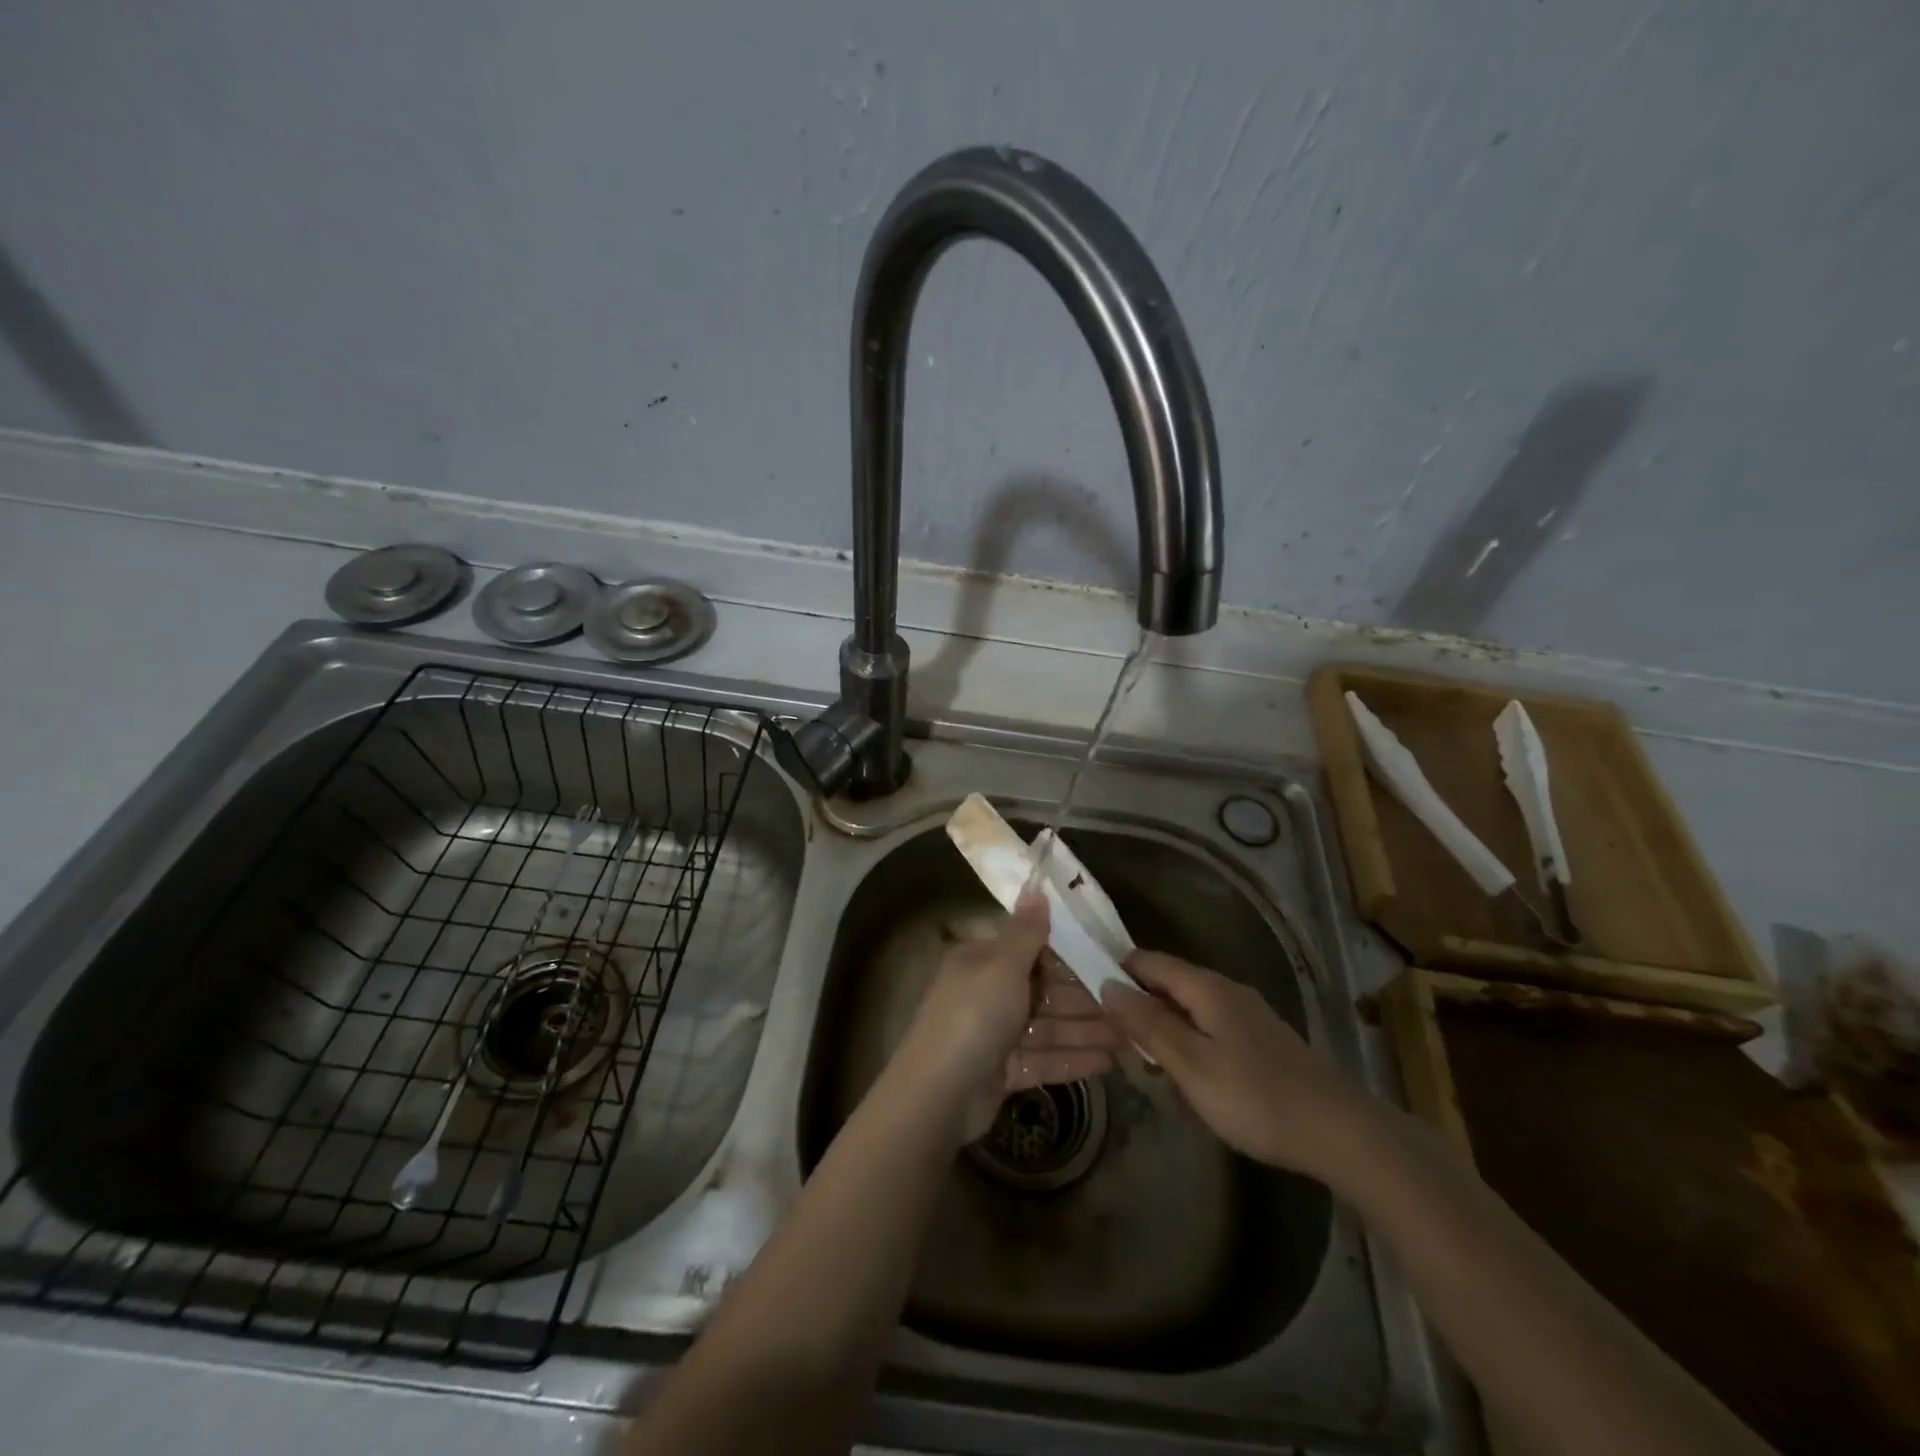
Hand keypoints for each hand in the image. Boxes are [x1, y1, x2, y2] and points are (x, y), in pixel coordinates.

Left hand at [896, 895, 1117, 1142]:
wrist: (938, 1095)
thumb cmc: (973, 1016)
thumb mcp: (1002, 965)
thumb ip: (1025, 931)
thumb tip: (1035, 886)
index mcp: (982, 961)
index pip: (1031, 950)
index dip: (1069, 954)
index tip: (1108, 958)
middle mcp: (988, 993)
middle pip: (1044, 991)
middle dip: (1085, 999)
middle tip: (1130, 1005)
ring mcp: (995, 1035)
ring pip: (1048, 1027)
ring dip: (1086, 1031)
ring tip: (1129, 1038)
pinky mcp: (1003, 1071)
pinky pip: (1043, 1059)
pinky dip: (1073, 1059)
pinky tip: (1108, 1063)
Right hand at [1100, 951, 1373, 1179]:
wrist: (1340, 1133)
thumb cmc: (1256, 1098)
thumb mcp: (1191, 1064)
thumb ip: (1148, 1024)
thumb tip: (1107, 984)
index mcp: (1206, 988)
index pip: (1147, 961)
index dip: (1114, 970)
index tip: (1084, 992)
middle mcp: (1226, 991)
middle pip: (1167, 984)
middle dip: (1136, 1005)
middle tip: (1108, 1038)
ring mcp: (1246, 1016)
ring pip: (1188, 1010)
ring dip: (1161, 1030)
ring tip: (1143, 1064)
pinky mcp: (1259, 1042)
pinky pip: (1208, 1030)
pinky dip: (1187, 1045)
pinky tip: (1185, 1079)